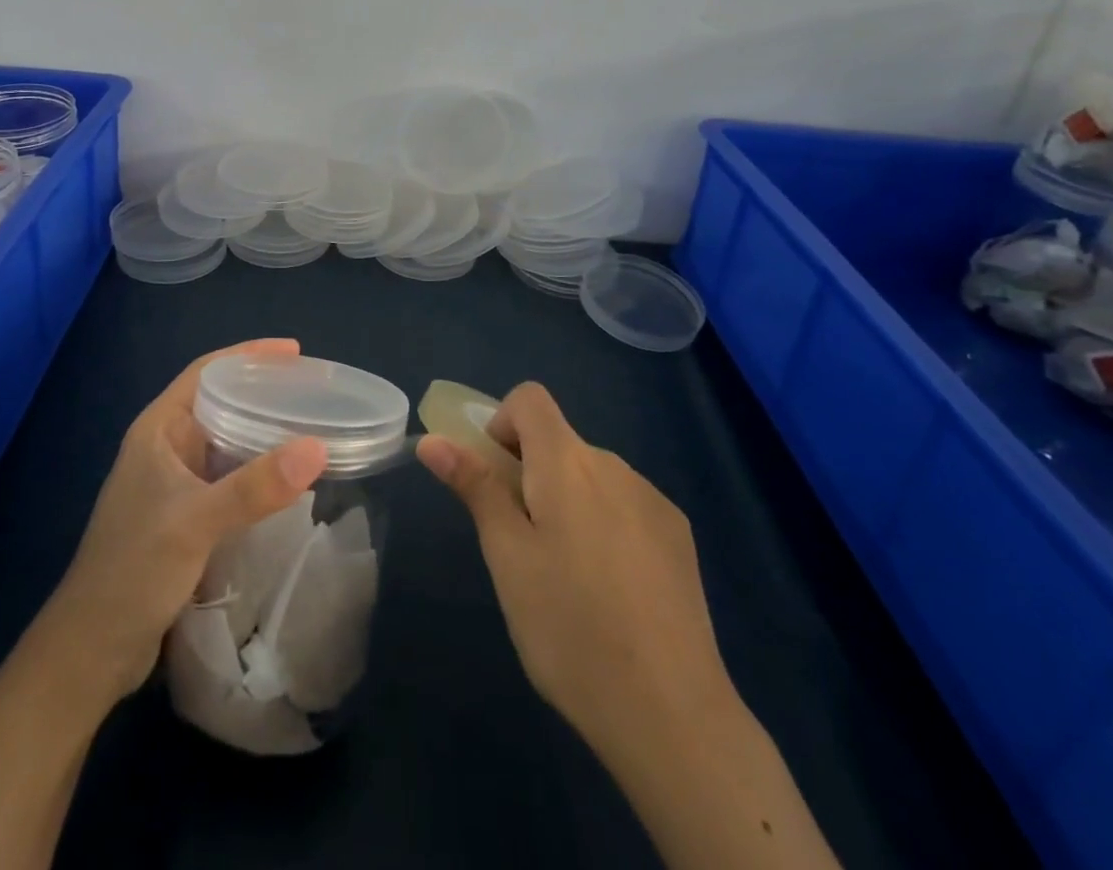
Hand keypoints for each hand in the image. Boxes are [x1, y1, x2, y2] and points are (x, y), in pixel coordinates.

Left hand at [41, 339, 329, 707]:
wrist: (91, 650)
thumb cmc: (133, 570)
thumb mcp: (196, 522)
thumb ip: (255, 486)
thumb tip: (317, 448)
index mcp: (158, 429)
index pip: (206, 371)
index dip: (249, 355)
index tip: (295, 352)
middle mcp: (166, 447)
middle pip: (220, 401)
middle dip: (263, 391)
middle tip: (313, 391)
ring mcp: (174, 483)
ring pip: (226, 441)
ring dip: (263, 431)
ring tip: (309, 427)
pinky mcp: (185, 516)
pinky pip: (229, 477)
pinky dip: (258, 470)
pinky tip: (287, 479)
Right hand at [416, 383, 731, 752]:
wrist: (672, 714)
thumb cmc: (569, 628)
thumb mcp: (507, 557)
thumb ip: (475, 487)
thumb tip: (433, 440)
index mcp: (567, 462)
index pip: (530, 398)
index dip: (502, 424)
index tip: (497, 480)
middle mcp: (613, 465)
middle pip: (559, 441)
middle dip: (530, 473)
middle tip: (522, 545)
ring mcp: (652, 500)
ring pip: (591, 476)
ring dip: (568, 501)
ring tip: (568, 579)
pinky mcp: (679, 535)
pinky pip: (625, 504)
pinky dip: (605, 524)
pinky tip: (612, 592)